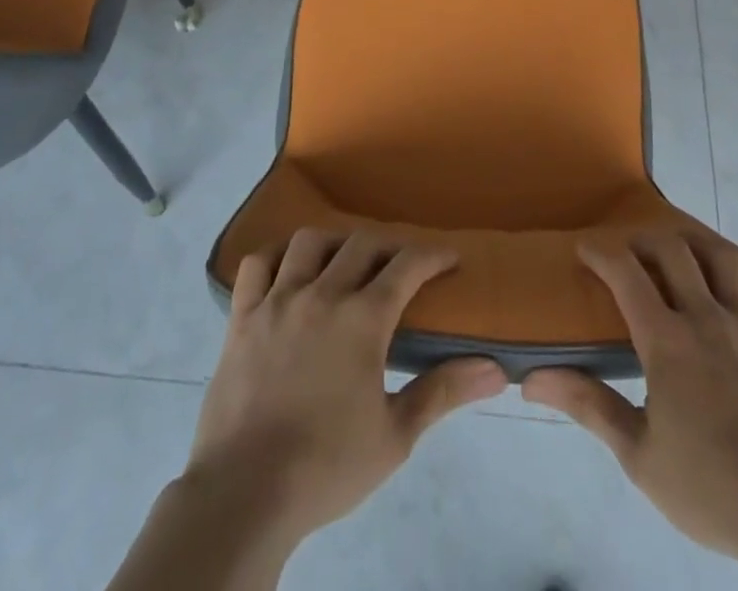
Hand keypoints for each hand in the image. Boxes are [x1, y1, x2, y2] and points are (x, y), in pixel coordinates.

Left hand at [184, 228, 506, 548]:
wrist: (243, 496)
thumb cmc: (326, 467)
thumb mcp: (395, 436)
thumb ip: (443, 393)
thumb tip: (496, 369)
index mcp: (362, 319)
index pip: (407, 265)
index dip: (433, 255)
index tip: (449, 258)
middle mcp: (322, 294)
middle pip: (361, 244)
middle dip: (389, 246)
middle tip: (400, 264)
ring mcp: (277, 301)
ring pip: (309, 242)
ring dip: (334, 243)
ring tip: (343, 261)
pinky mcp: (241, 317)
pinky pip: (256, 264)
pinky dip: (276, 256)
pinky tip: (287, 270)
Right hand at [523, 235, 737, 574]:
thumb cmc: (709, 489)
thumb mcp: (638, 455)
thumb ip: (588, 405)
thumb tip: (531, 380)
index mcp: (668, 342)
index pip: (627, 274)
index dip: (601, 252)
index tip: (584, 248)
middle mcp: (707, 319)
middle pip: (674, 249)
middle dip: (645, 238)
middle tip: (628, 250)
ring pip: (724, 257)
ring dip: (698, 241)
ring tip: (680, 247)